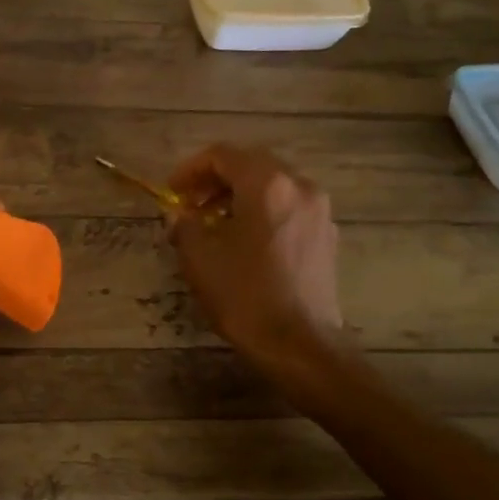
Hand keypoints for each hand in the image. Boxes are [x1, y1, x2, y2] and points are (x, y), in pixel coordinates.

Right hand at [167, 145, 343, 373]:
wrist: (300, 345)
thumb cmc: (245, 296)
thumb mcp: (200, 258)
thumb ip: (184, 225)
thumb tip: (178, 214)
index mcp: (267, 184)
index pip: (223, 155)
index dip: (191, 169)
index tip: (172, 191)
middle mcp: (299, 187)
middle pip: (251, 165)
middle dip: (216, 180)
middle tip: (190, 205)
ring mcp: (319, 211)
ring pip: (273, 186)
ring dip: (239, 196)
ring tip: (214, 224)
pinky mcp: (326, 236)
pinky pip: (289, 208)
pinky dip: (263, 212)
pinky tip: (245, 242)